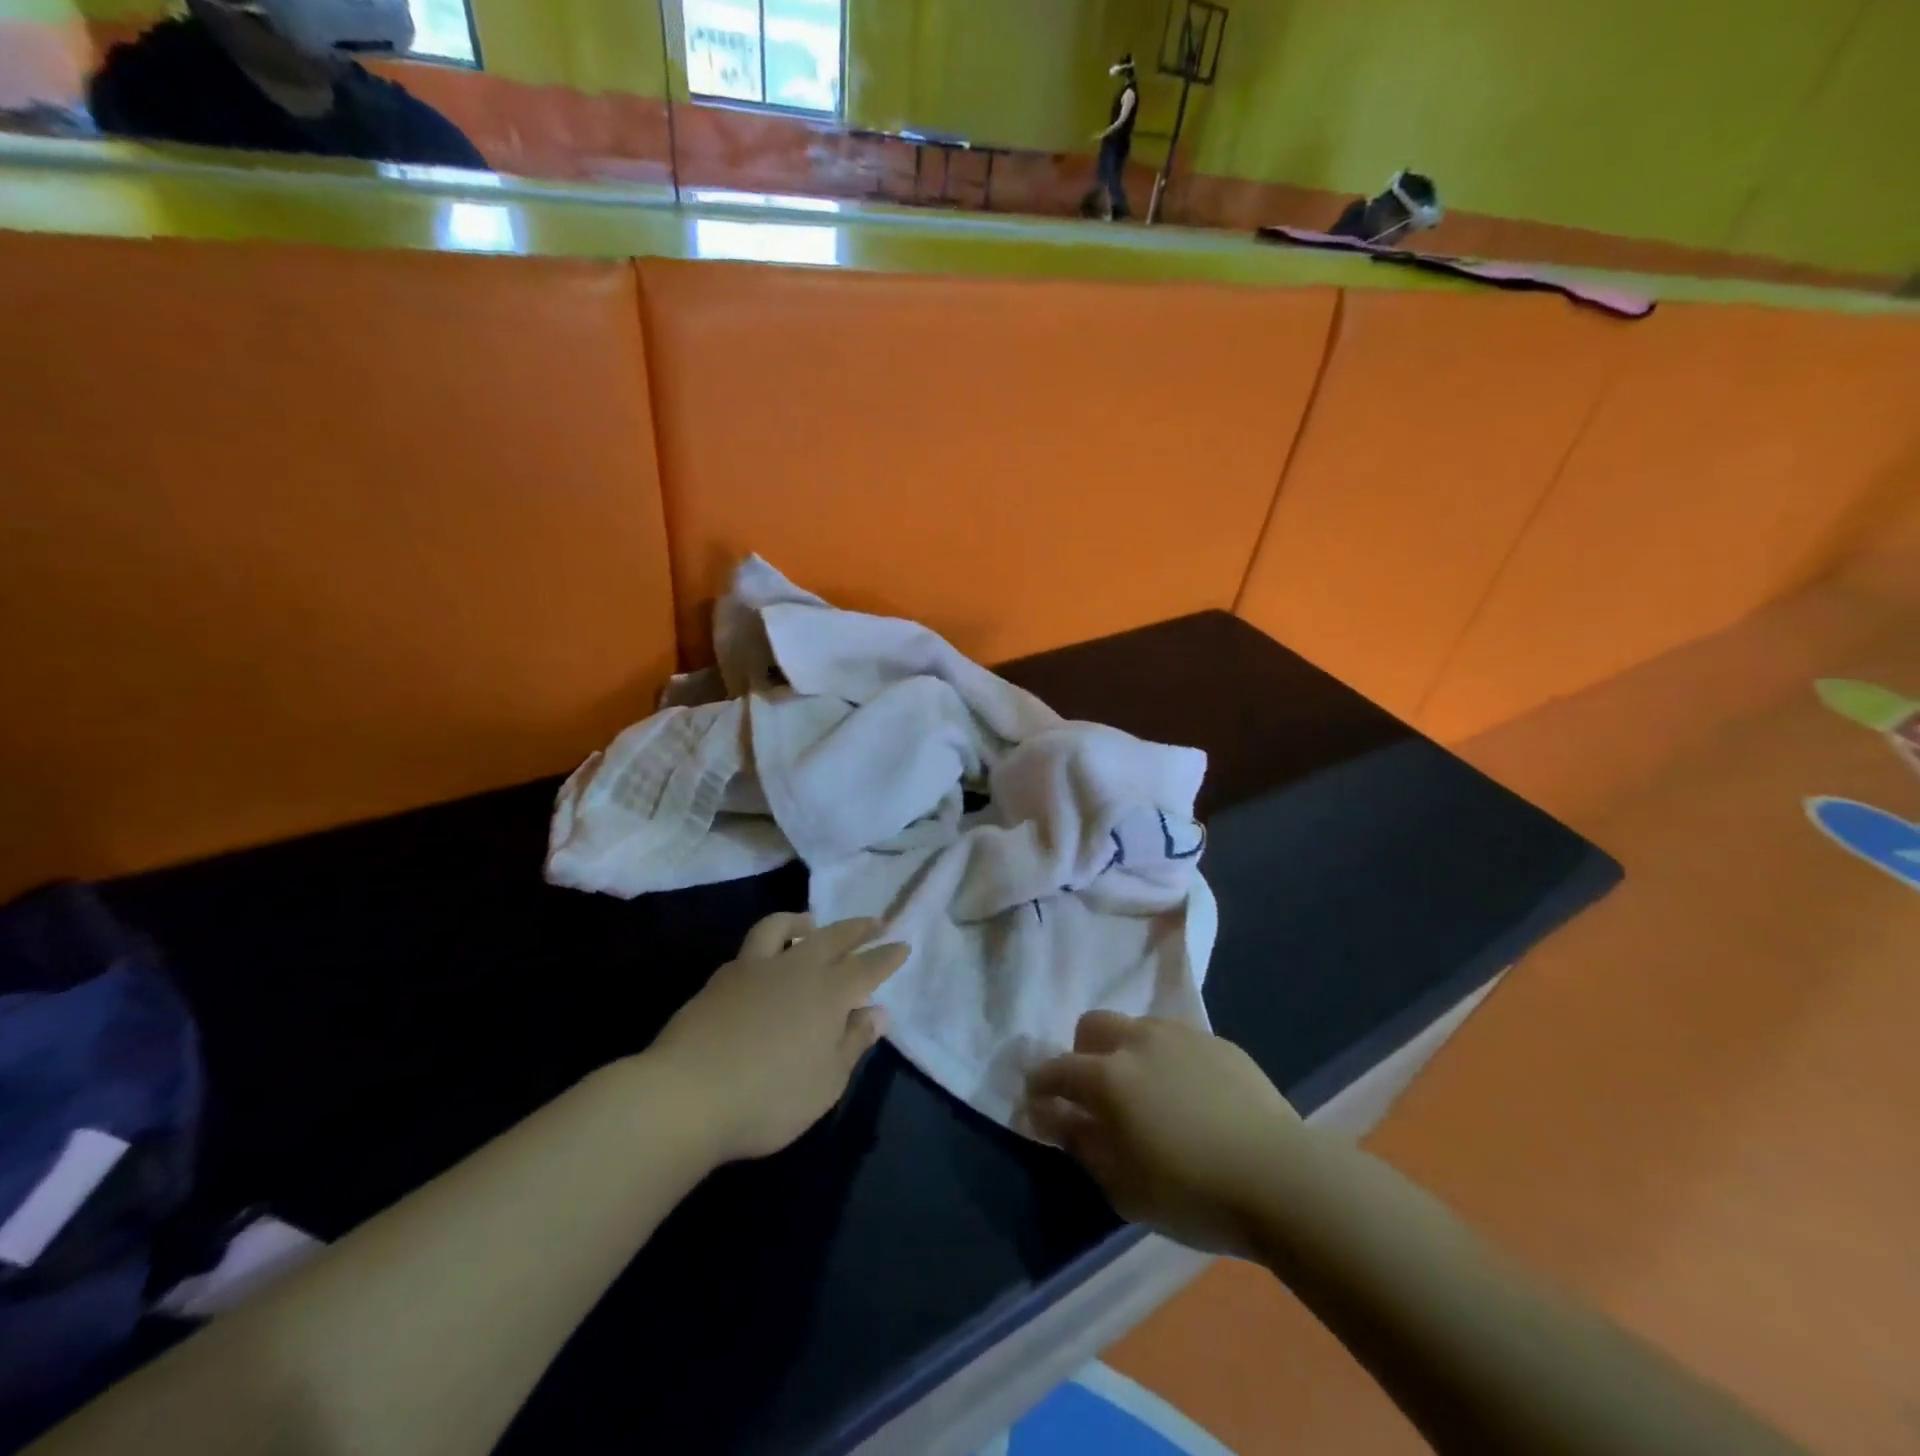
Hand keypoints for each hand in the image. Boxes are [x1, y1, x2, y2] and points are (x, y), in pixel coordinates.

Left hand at [650, 914, 906, 1162]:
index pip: (868, 967)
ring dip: (803, 921)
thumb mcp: (826, 1082)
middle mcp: (796, 968)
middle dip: (857, 928)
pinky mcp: (722, 979)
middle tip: (874, 922)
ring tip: (810, 923)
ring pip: (783, 927)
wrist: (687, 1094)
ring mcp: (755, 968)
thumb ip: (853, 1042)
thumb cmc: (769, 1097)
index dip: (887, 956)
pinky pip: (751, 949)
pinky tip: (765, 961)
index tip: (903, 945)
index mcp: (829, 993)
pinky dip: (768, 945)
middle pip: (833, 937)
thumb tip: (878, 1012)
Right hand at [1025, 1012, 1302, 1256]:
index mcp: (1108, 1077)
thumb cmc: (1193, 1193)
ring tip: (1146, 1091)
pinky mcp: (1218, 1043)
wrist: (1281, 1178)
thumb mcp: (1123, 1185)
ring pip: (1137, 1026)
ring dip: (1127, 1050)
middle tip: (1093, 1090)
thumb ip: (1082, 1144)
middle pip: (1093, 1025)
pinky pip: (1178, 1041)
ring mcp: (1181, 1036)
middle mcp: (1139, 1041)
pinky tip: (1190, 1096)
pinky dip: (1168, 1060)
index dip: (1040, 1083)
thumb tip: (1053, 1117)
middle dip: (1081, 1051)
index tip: (1036, 1099)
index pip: (1057, 1069)